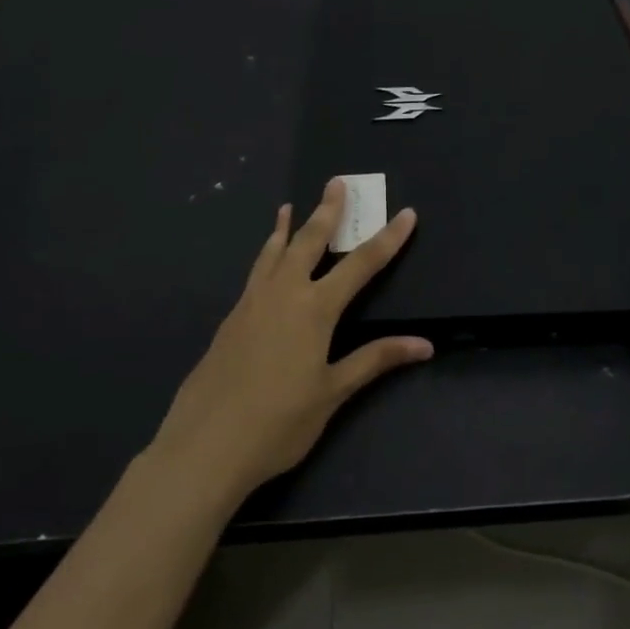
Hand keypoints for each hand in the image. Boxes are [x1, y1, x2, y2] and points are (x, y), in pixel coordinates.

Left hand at [151, 179, 432, 498]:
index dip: (388, 239)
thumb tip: (424, 345)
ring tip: (289, 206)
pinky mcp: (230, 320)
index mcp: (314, 309)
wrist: (205, 446)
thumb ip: (375, 360)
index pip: (361, 265)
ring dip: (287, 227)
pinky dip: (264, 255)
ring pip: (273, 252)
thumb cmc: (279, 422)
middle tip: (336, 182)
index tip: (406, 214)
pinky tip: (265, 262)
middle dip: (328, 212)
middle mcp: (283, 294)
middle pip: (309, 242)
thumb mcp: (333, 392)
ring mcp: (251, 304)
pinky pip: (254, 273)